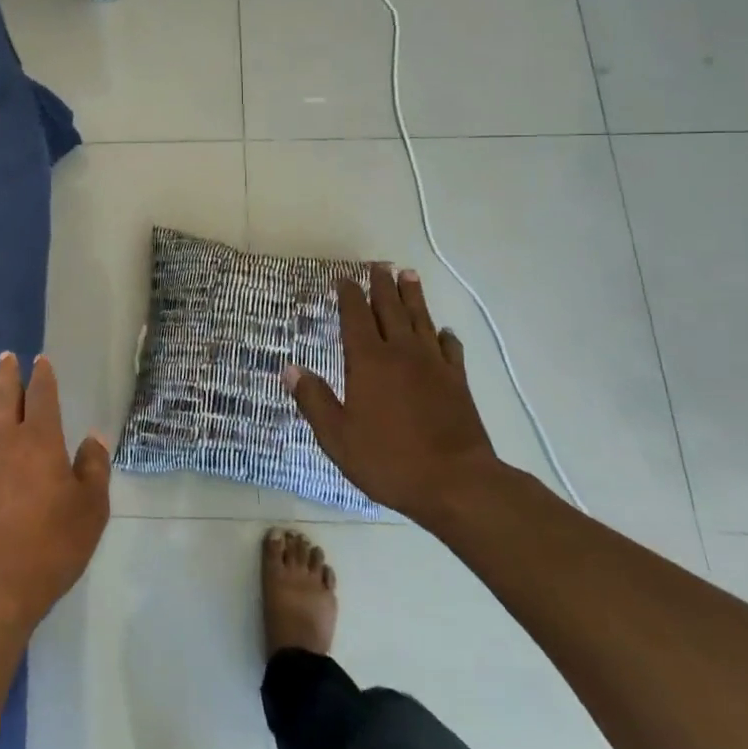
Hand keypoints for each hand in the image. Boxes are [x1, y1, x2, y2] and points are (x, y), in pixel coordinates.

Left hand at [0, 353, 111, 631]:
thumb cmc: (51, 544)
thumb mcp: (91, 509)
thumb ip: (94, 468)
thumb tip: (94, 437)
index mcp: (40, 439)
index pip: (41, 395)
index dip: (42, 376)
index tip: (40, 361)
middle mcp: (5, 439)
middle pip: (5, 396)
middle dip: (7, 374)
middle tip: (6, 357)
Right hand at [287, 264, 502, 522]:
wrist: (457, 483)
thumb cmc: (389, 460)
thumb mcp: (337, 437)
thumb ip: (314, 400)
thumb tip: (289, 368)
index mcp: (369, 362)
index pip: (355, 317)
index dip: (348, 295)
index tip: (343, 278)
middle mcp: (401, 353)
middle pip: (390, 309)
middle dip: (381, 285)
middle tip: (378, 265)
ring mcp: (434, 365)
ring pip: (421, 320)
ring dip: (413, 296)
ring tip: (408, 275)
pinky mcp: (458, 382)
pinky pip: (451, 348)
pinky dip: (445, 335)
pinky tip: (443, 331)